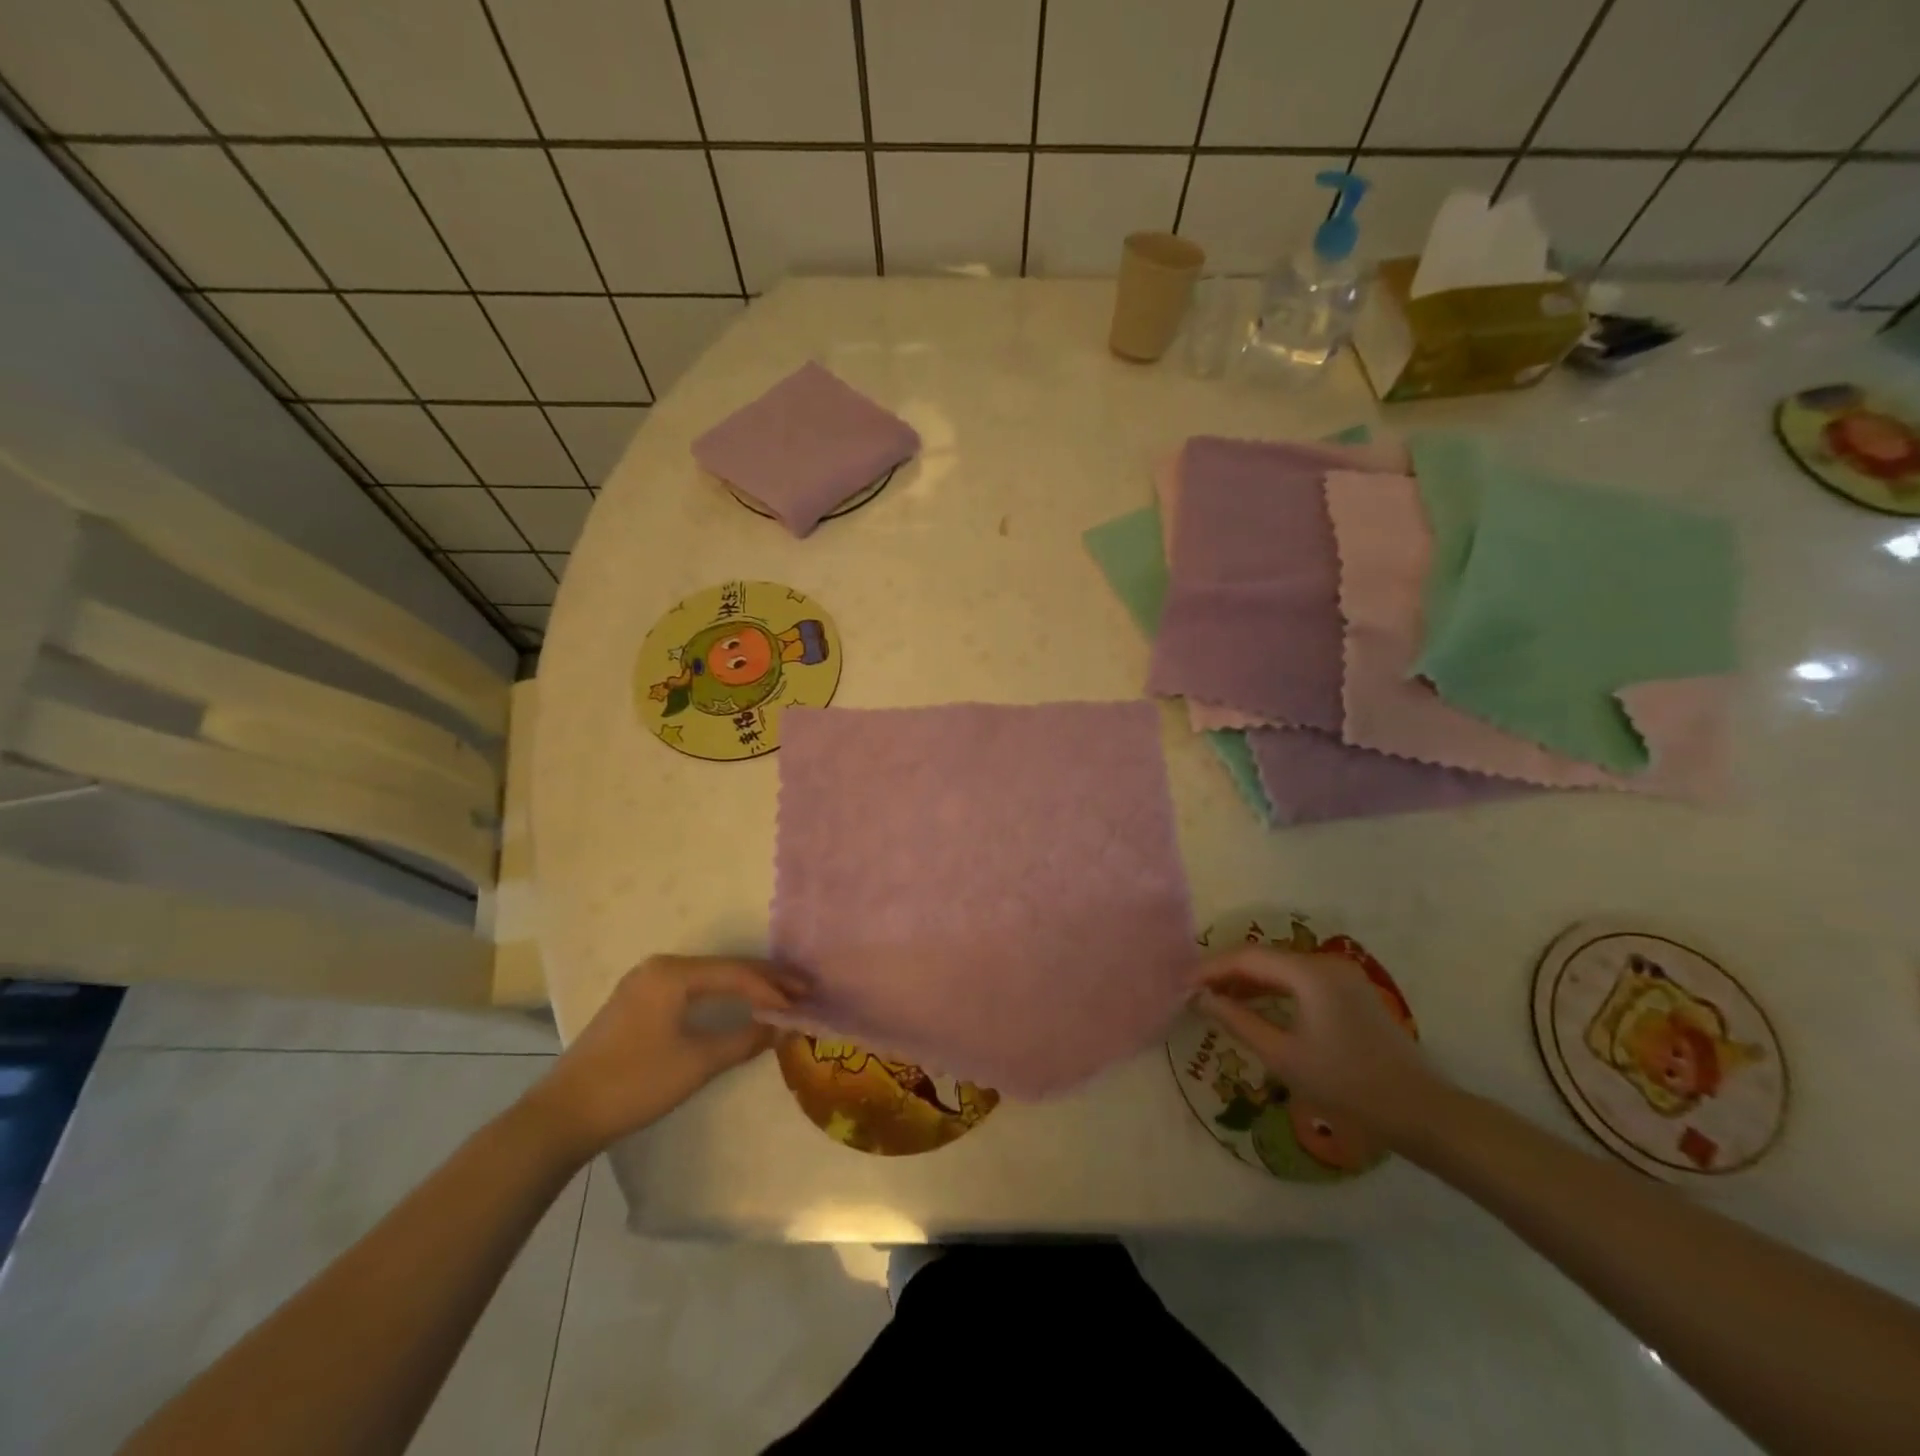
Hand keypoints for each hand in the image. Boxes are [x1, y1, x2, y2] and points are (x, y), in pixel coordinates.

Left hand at [523, 955, 795, 1159]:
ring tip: (779, 998)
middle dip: (765, 982)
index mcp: (672, 972)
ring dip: (744, 989)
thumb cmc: (634, 1083)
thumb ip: (744, 1039)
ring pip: (708, 978)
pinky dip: (720, 997)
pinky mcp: (638, 1003)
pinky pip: (691, 990)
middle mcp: (660, 967)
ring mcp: (645, 983)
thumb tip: (782, 1027)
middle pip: (724, 969)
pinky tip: (739, 1006)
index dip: (773, 989)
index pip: (736, 973)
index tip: (803, 1003)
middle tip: (802, 991)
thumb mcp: (697, 1063)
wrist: (563, 1116)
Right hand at [1193, 947, 1446, 1148]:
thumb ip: (1237, 1021)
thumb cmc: (1346, 1085)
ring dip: (1249, 982)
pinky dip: (1273, 991)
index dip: (1211, 968)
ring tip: (1217, 1000)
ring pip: (1281, 969)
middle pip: (1264, 958)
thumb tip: (1202, 998)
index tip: (1182, 985)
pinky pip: (1300, 981)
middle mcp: (1325, 963)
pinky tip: (1254, 1007)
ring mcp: (1342, 976)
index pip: (1247, 958)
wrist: (1419, 1111)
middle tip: (1195, 993)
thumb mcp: (1283, 1056)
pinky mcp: (1350, 992)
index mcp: (1309, 973)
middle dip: (1227, 973)